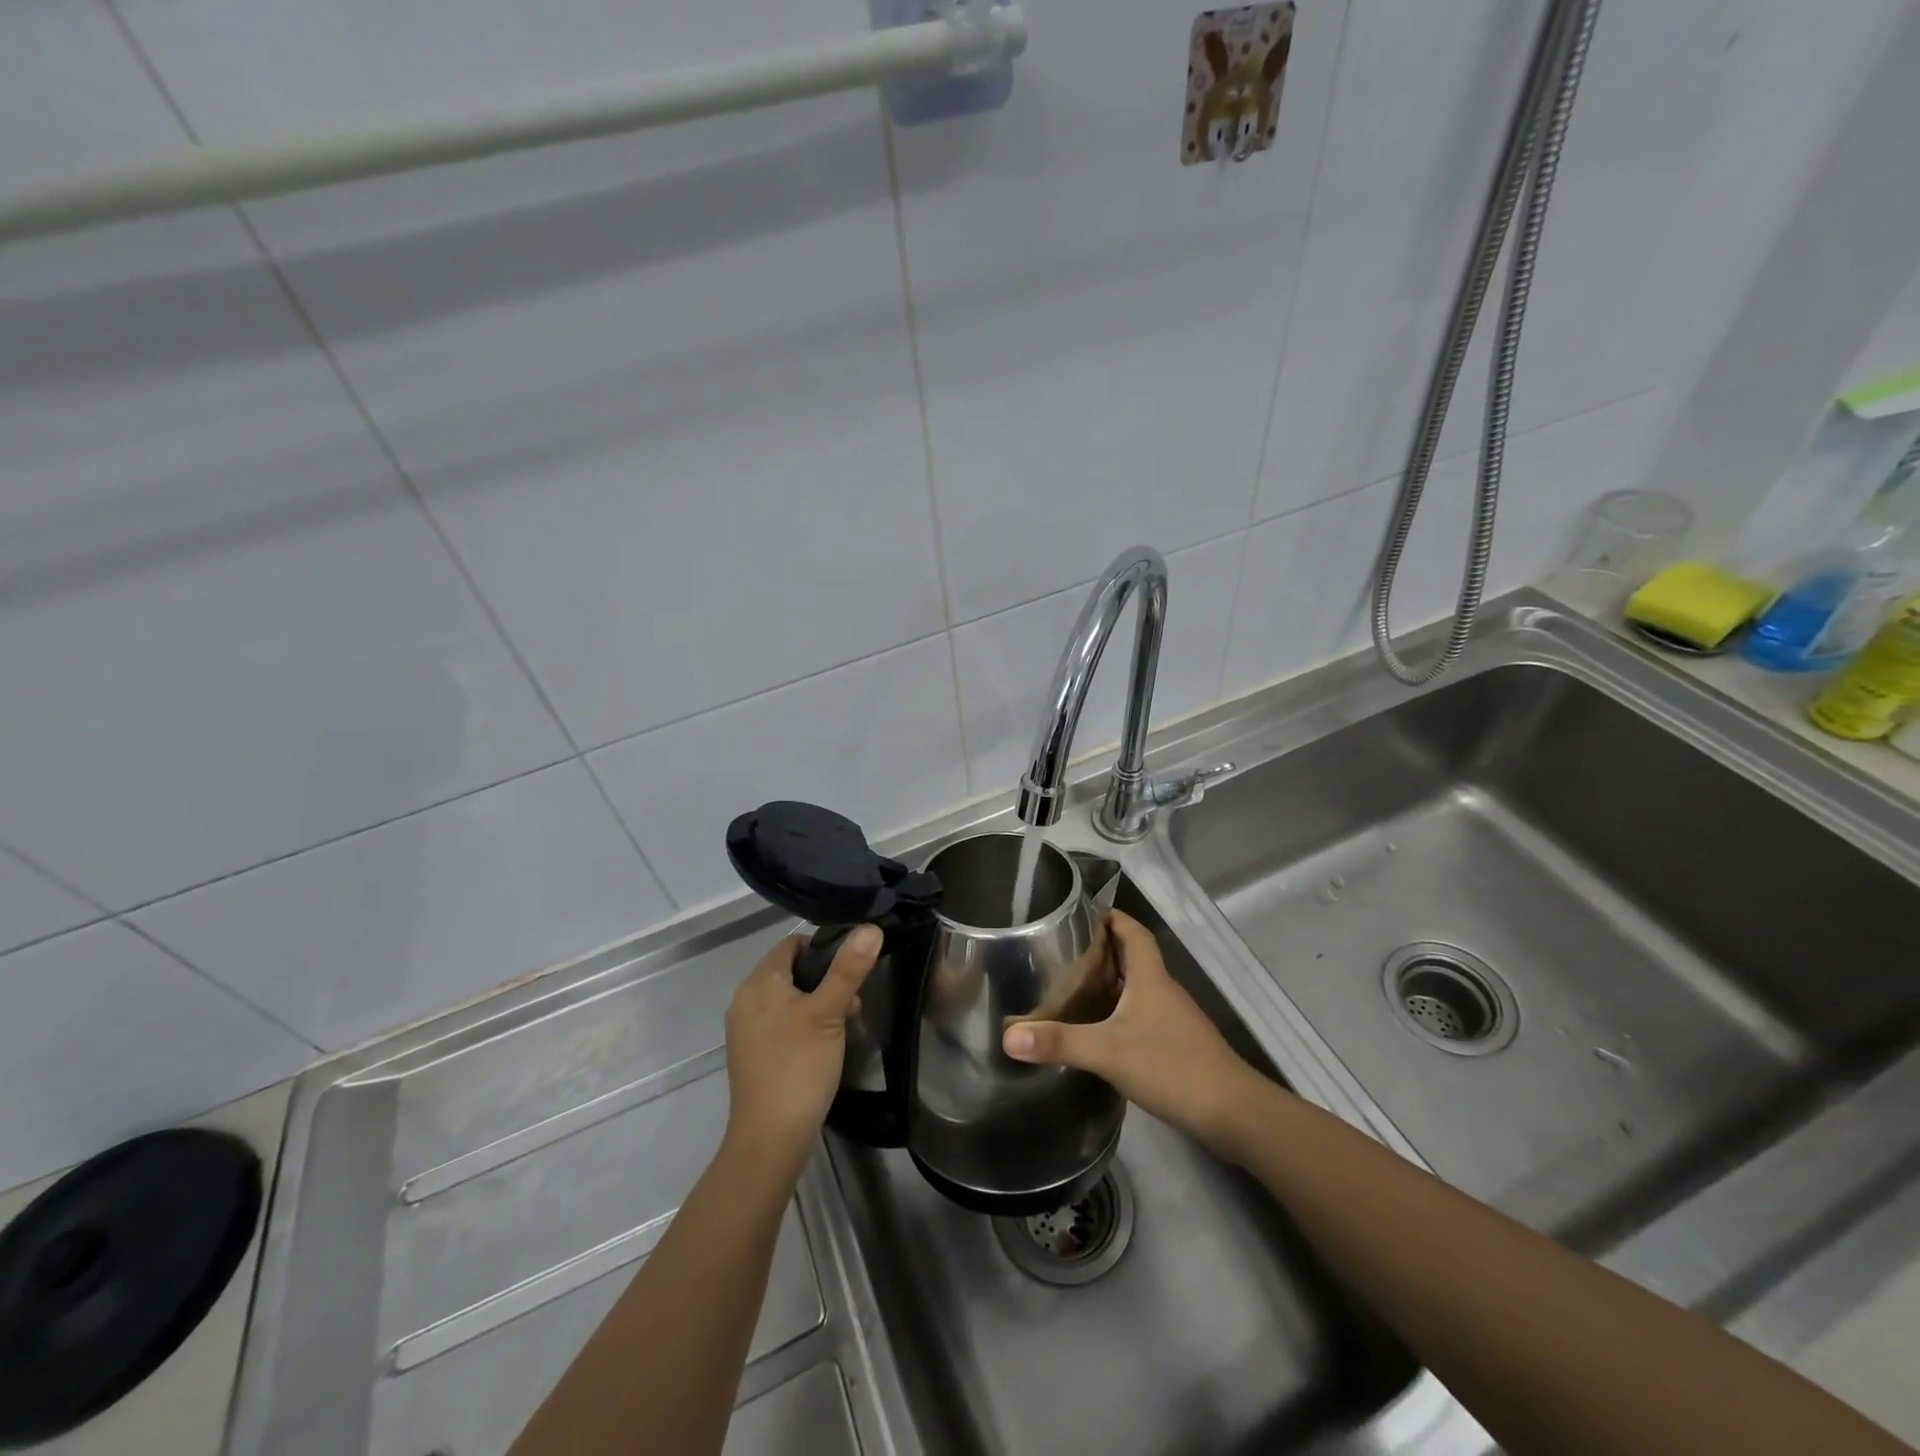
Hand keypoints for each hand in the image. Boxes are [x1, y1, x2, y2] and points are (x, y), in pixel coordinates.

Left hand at [722, 925, 880, 1178]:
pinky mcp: (753, 1054)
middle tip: (853, 1001)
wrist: (770, 1139)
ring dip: (818, 1002)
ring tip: (845, 1023)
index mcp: (758, 983)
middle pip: (791, 970)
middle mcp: (745, 1000)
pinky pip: (781, 1022)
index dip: (824, 948)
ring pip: (788, 998)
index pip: (792, 944)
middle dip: (825, 979)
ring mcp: (746, 1029)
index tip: (852, 967)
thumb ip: (848, 969)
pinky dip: (804, 1023)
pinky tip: (824, 1044)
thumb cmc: (799, 1066)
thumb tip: (870, 928)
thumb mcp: (829, 1013)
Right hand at [1002, 909, 1268, 1151]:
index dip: (1112, 917)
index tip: (1082, 913)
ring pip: (1137, 989)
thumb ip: (1059, 1042)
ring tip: (1072, 987)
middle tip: (1063, 952)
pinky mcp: (1176, 1046)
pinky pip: (1142, 1016)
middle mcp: (1163, 991)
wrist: (1232, 1113)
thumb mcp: (1108, 1052)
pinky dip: (1119, 1013)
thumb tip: (1008, 1036)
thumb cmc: (1172, 1066)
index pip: (1133, 931)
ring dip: (1110, 983)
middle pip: (1133, 958)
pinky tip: (1099, 1031)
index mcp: (1151, 978)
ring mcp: (1173, 1020)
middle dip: (1101, 950)